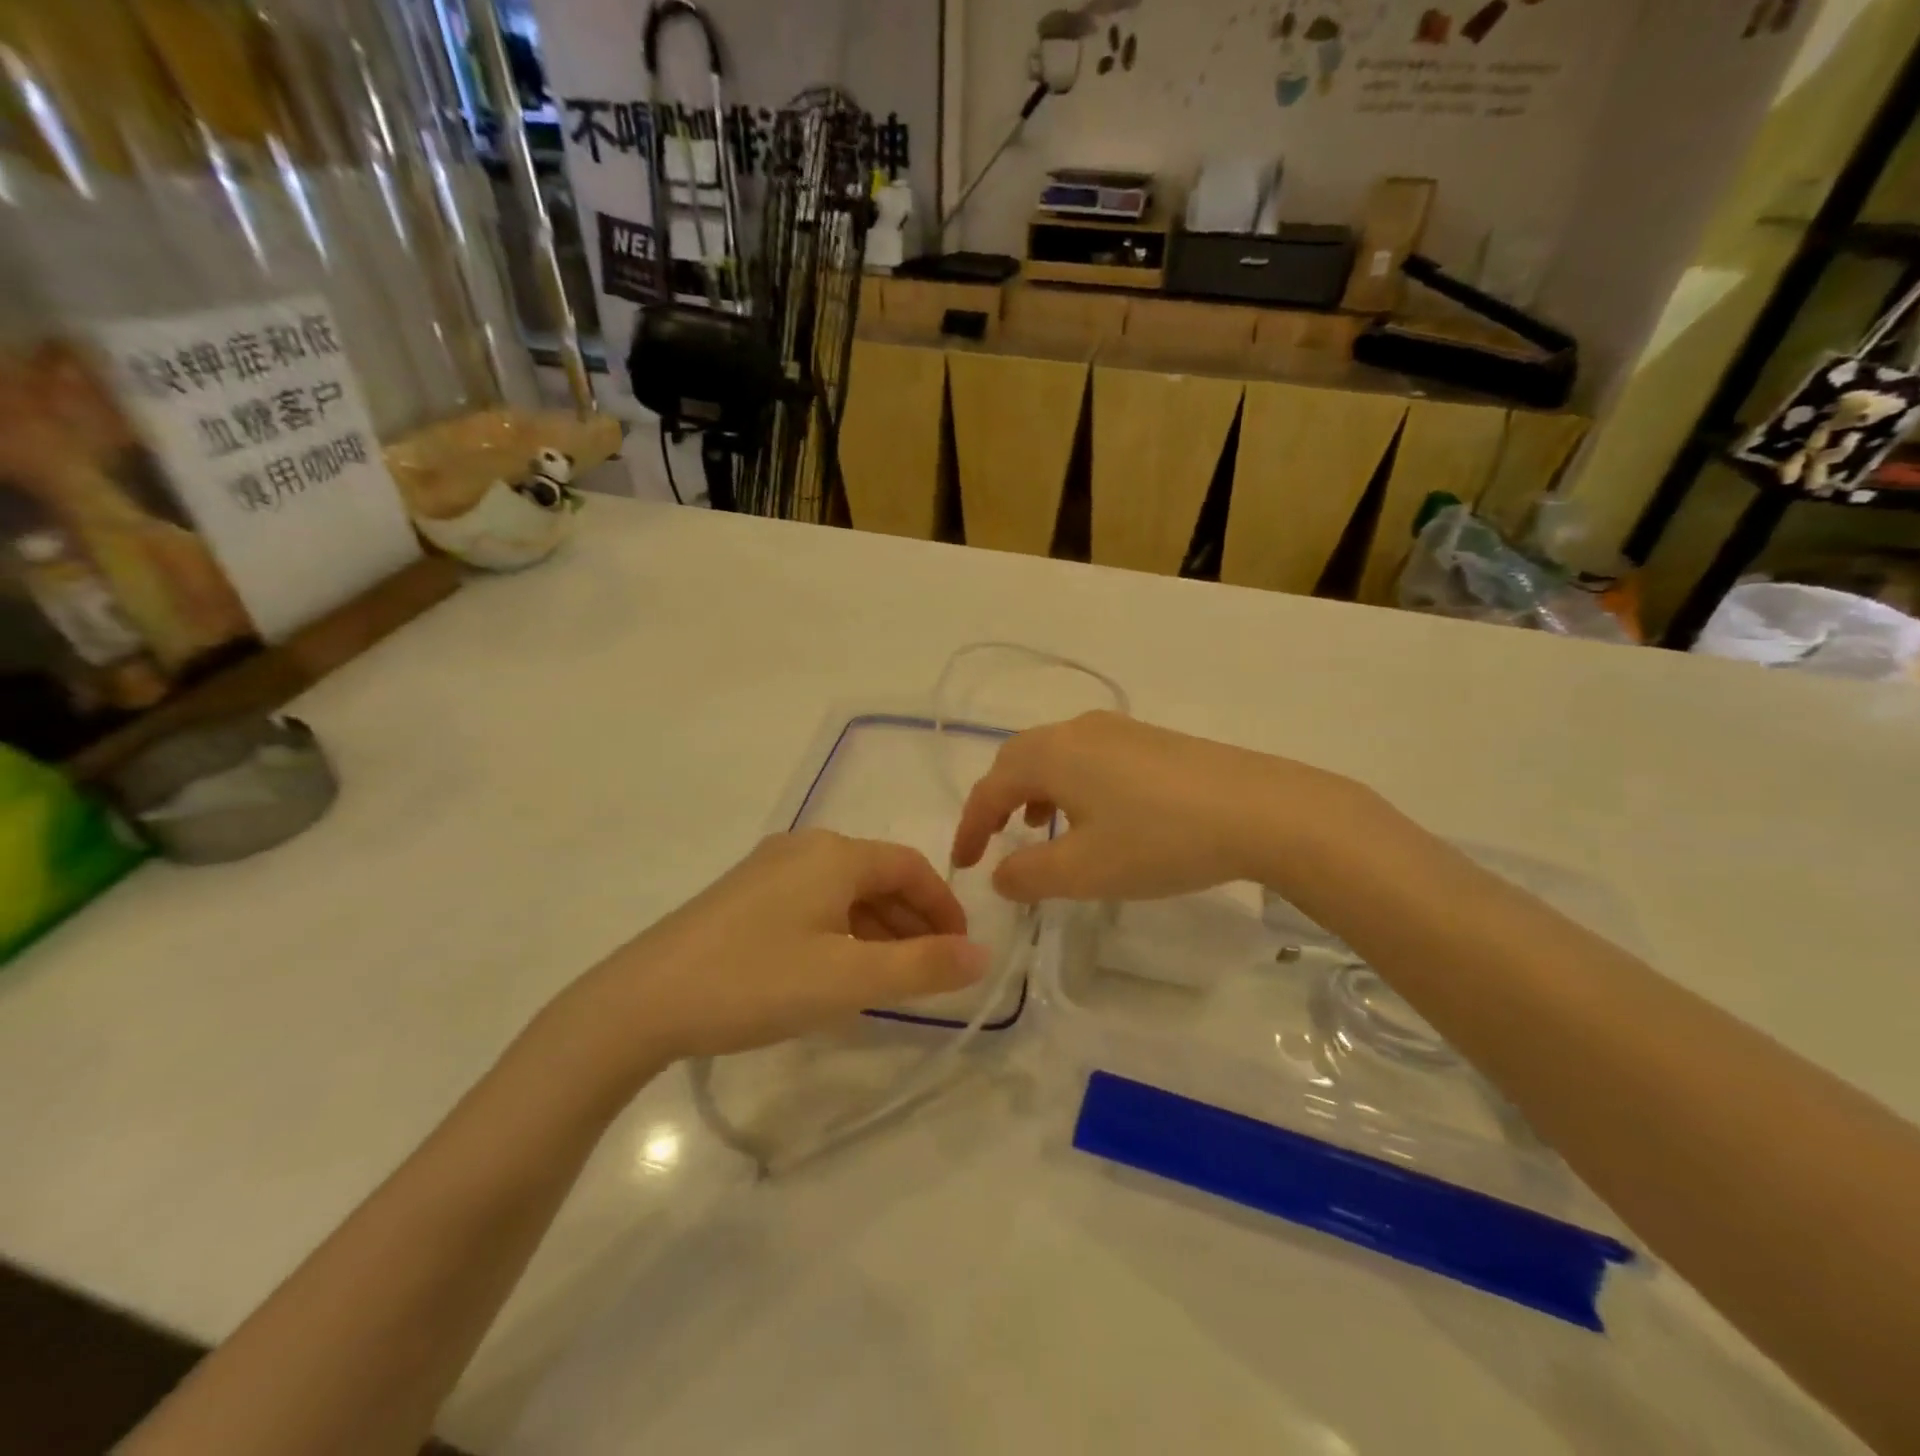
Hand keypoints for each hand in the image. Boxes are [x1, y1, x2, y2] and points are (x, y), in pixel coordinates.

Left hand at [569, 830, 989, 1070]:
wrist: (641, 1001)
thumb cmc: (756, 981)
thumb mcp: (849, 979)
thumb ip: (923, 967)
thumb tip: (983, 955)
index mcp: (834, 854)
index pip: (910, 867)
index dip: (943, 907)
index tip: (961, 951)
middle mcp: (804, 848)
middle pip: (878, 877)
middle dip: (912, 921)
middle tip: (931, 971)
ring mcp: (769, 869)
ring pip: (844, 893)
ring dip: (877, 930)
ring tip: (891, 979)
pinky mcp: (743, 896)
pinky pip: (813, 904)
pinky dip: (841, 932)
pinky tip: (837, 972)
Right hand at [951, 711, 1365, 902]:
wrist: (1261, 810)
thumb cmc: (1160, 840)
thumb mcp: (1084, 871)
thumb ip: (1028, 875)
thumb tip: (1000, 874)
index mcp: (1051, 754)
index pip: (991, 788)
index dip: (970, 827)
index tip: (964, 864)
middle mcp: (1077, 730)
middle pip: (1018, 760)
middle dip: (998, 802)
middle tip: (993, 842)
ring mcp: (1119, 729)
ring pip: (1056, 756)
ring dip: (1036, 791)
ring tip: (1040, 828)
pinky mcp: (1151, 739)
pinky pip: (1089, 757)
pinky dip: (1071, 785)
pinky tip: (1095, 815)